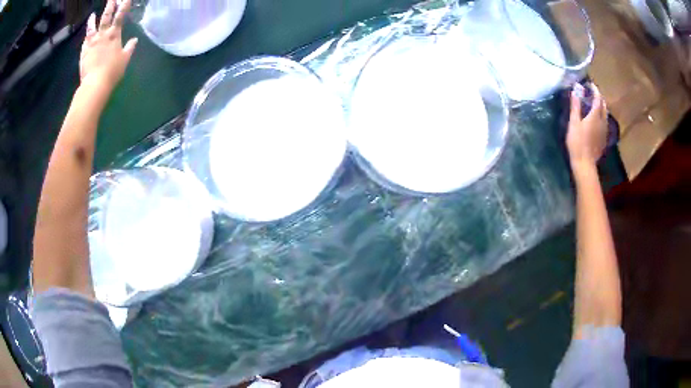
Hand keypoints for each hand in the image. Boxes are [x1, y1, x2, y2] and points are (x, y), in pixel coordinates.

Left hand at [80, 0, 136, 91]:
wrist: (95, 84)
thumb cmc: (112, 71)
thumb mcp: (124, 59)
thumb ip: (129, 48)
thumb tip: (134, 40)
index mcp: (114, 35)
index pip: (120, 16)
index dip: (124, 6)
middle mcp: (103, 35)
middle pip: (106, 16)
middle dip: (110, 6)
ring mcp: (92, 43)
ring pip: (92, 27)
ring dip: (93, 20)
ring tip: (93, 15)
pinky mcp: (84, 51)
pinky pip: (85, 40)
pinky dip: (86, 35)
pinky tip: (87, 33)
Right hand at [566, 83, 607, 169]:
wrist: (585, 164)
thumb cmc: (577, 142)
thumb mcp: (574, 123)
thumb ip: (576, 105)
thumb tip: (576, 88)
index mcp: (595, 116)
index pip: (598, 98)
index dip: (594, 89)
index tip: (589, 84)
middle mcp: (602, 121)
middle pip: (604, 106)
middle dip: (599, 97)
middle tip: (591, 93)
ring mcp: (604, 131)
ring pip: (605, 114)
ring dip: (601, 107)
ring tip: (594, 104)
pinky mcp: (603, 139)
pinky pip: (604, 123)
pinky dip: (601, 116)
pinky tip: (596, 119)